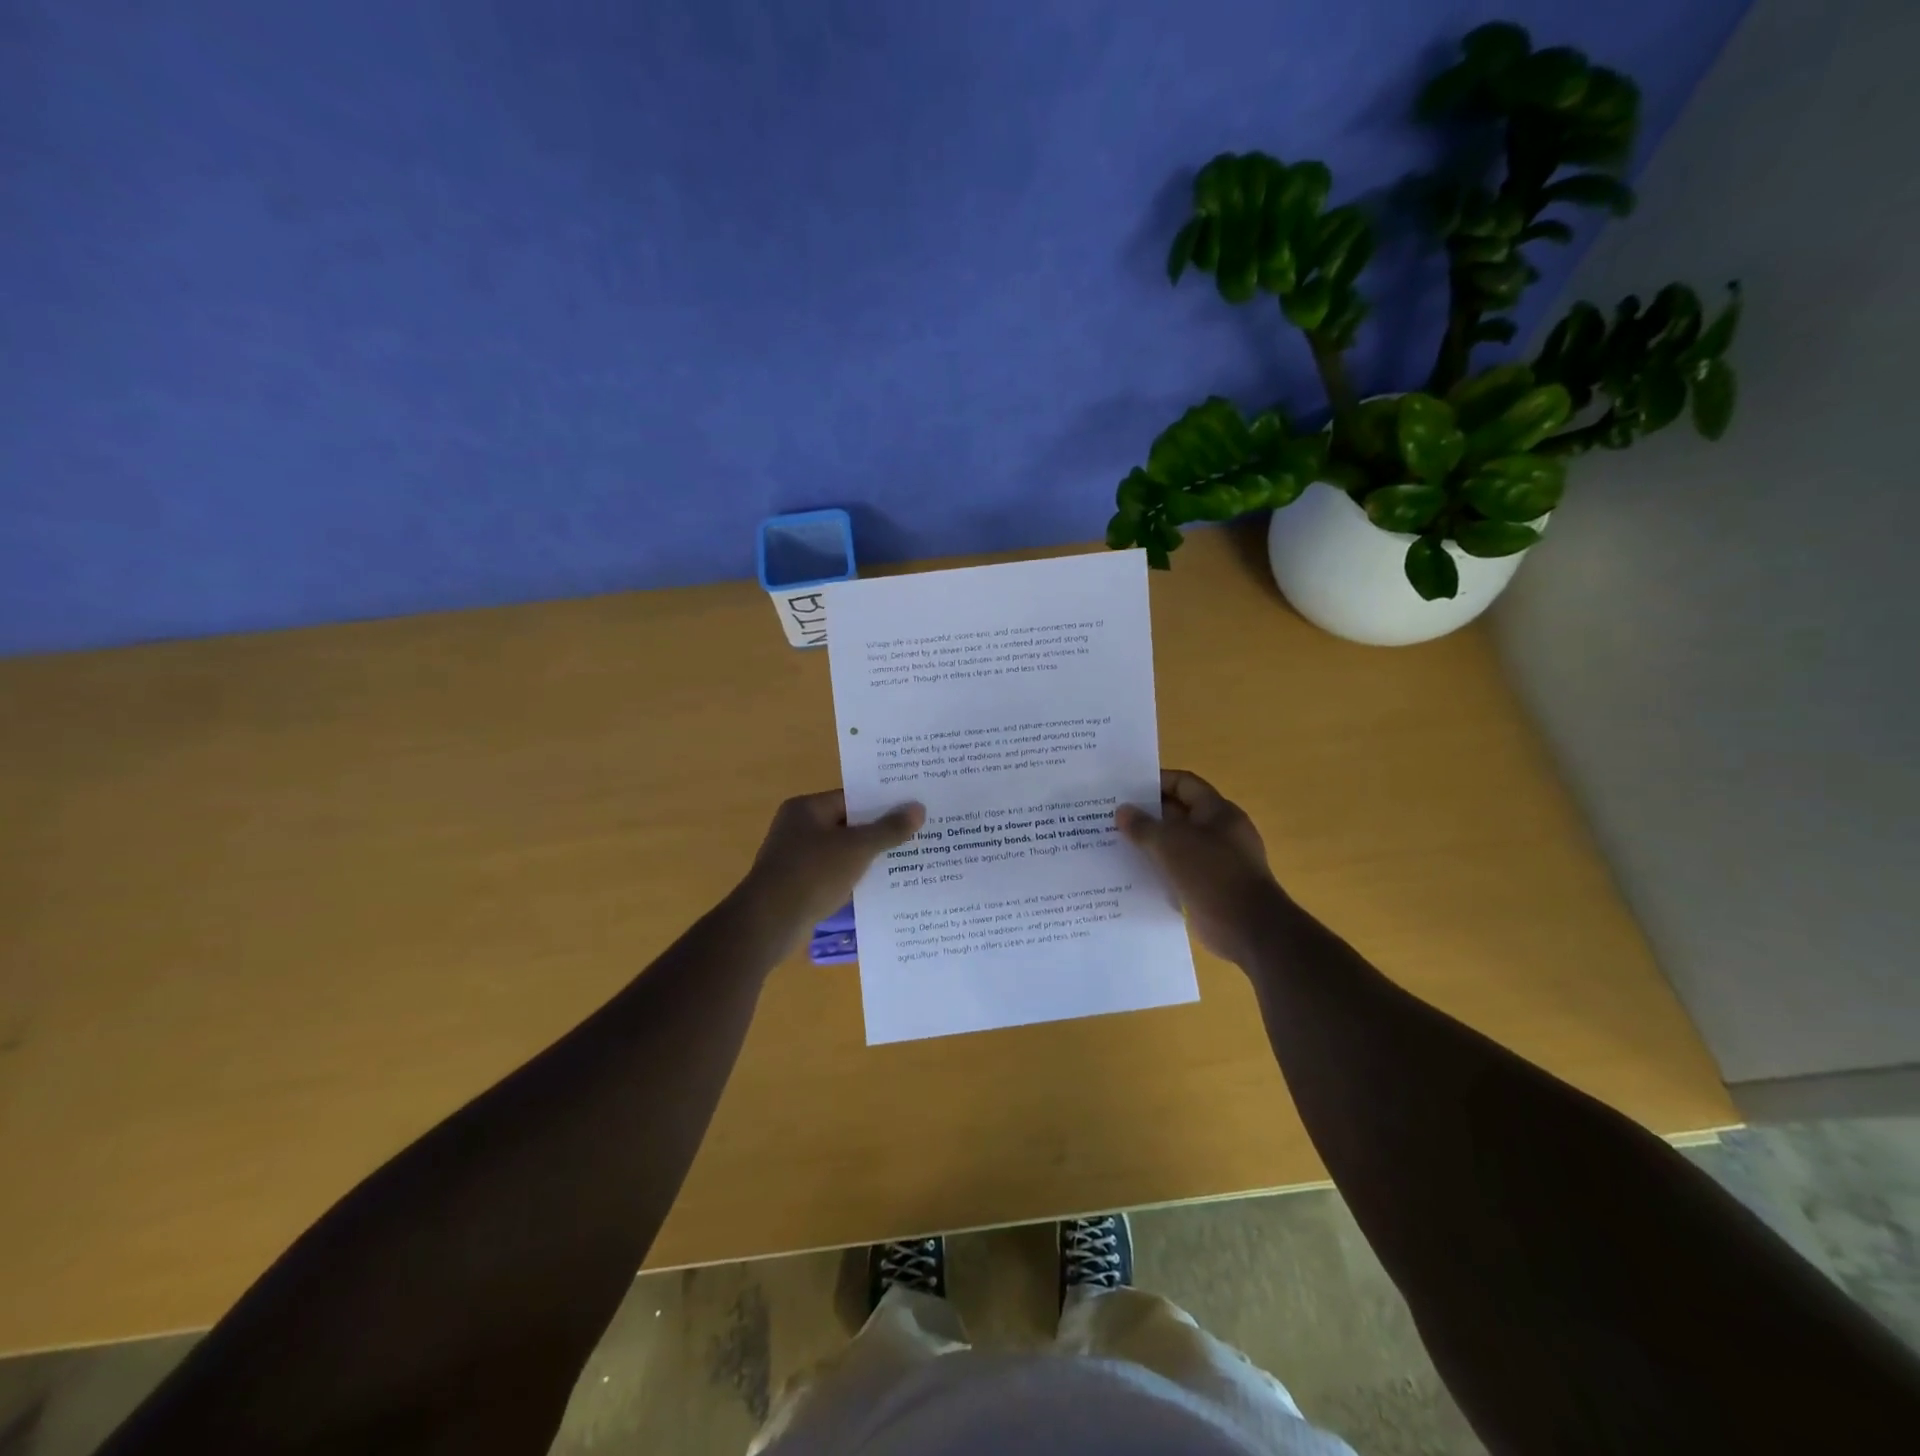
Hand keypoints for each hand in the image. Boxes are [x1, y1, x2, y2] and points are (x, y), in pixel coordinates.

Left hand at [738, 790, 924, 950]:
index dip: (883, 803)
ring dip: (868, 857)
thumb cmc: (812, 874)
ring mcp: (796, 858)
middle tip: (918, 833)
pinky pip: (834, 875)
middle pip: (848, 824)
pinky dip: (854, 878)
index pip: (852, 798)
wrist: (768, 924)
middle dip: (880, 831)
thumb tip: (918, 808)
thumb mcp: (856, 849)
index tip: (913, 808)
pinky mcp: (799, 885)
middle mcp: (798, 828)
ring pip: (842, 852)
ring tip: (908, 860)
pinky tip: (881, 886)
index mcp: (807, 809)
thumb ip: (888, 829)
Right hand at [1117, 769, 1285, 965]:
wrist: (1248, 928)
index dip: (1156, 782)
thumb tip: (1122, 811)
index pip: (1184, 784)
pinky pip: (1179, 870)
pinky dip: (1158, 869)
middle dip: (1147, 814)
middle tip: (1111, 816)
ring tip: (1114, 843)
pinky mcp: (1209, 887)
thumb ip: (1143, 826)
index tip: (1125, 789)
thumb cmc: (1212, 874)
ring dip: (1150, 844)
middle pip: (1179, 813)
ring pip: (1177, 844)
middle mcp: (1219, 832)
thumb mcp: (1171, 844)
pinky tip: (1131, 873)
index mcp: (1217, 812)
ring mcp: (1216, 861)